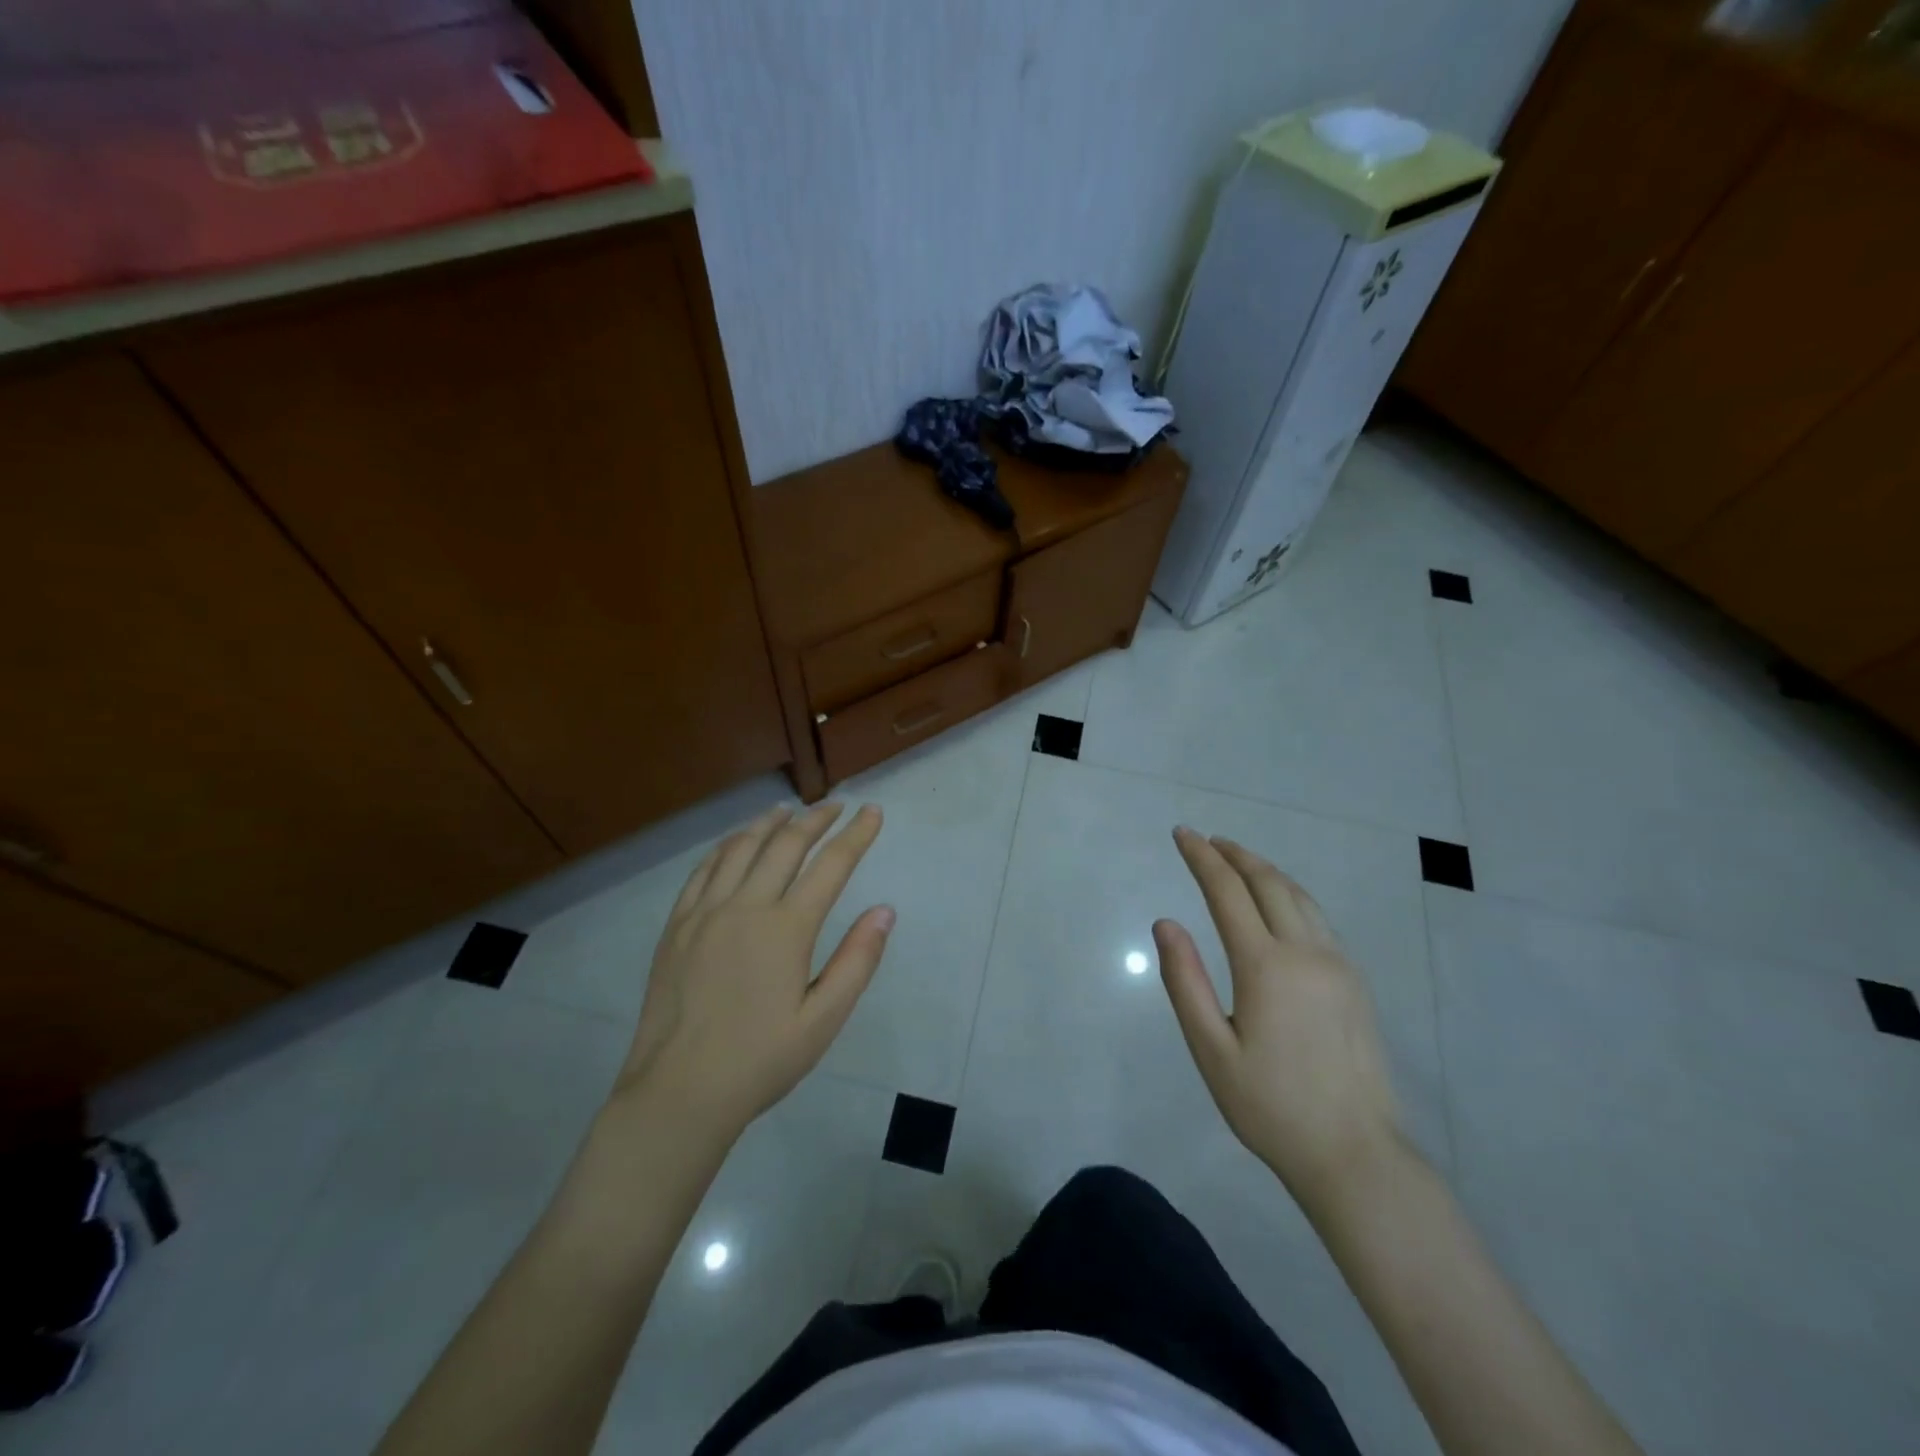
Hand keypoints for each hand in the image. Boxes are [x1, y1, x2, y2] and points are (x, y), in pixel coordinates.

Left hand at [615, 803, 892, 1136]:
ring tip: (789, 811)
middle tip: (836, 806)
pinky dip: (727, 846)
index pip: (831, 865)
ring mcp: (705, 912)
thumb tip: (884, 910)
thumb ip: (857, 961)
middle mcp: (746, 906)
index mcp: (786, 929)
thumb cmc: (761, 1060)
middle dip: (816, 819)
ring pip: (742, 848)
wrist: (679, 1091)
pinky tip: (737, 842)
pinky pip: (704, 869)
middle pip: (786, 845)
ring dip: (770, 824)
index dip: (856, 835)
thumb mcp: (823, 1020)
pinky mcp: (677, 924)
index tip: (872, 812)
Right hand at [1154, 827, 1405, 1209]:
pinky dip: (1290, 894)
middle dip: (1234, 855)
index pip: (1227, 892)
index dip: (1202, 858)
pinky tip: (1278, 903)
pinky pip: (1318, 918)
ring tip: (1238, 860)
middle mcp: (1306, 952)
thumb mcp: (1211, 1050)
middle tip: (1206, 840)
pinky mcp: (1355, 982)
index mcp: (1266, 966)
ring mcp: (1338, 965)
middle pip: (1268, 883)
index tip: (1182, 834)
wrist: (1355, 1154)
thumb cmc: (1270, 1106)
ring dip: (1265, 870)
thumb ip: (1185, 981)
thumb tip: (1165, 924)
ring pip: (1299, 896)